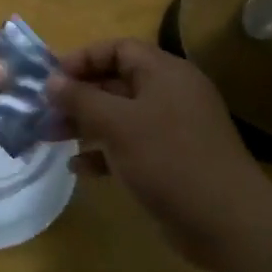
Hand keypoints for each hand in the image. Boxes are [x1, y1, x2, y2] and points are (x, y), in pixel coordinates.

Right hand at [47, 38, 270, 267]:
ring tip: (51, 137)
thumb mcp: (117, 124)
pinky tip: (79, 168)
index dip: (83, 58)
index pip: (119, 48)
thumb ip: (81, 98)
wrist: (226, 222)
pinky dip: (104, 152)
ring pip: (121, 115)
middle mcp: (171, 94)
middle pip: (117, 82)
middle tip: (45, 111)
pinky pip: (131, 145)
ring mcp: (173, 129)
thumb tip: (51, 81)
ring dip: (86, 124)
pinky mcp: (171, 160)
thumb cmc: (168, 159)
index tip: (52, 79)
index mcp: (165, 73)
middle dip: (79, 95)